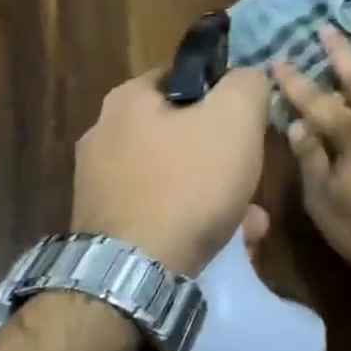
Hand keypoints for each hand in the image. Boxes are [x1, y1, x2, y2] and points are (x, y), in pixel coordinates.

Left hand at [71, 67, 270, 277]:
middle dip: (222, 151)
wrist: (134, 275)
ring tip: (248, 217)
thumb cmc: (189, 182)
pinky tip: (222, 240)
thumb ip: (247, 84)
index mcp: (128, 98)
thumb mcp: (236, 118)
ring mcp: (99, 183)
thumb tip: (249, 75)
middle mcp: (104, 134)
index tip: (249, 121)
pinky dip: (191, 218)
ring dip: (213, 189)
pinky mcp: (104, 225)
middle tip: (251, 171)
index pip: (186, 77)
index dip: (224, 93)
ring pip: (174, 174)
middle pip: (182, 130)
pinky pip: (159, 209)